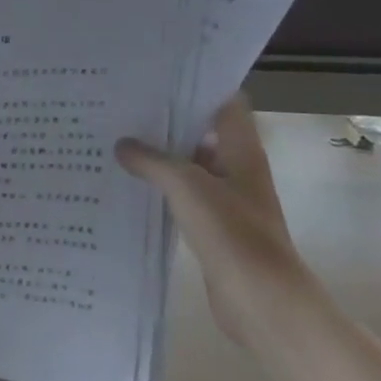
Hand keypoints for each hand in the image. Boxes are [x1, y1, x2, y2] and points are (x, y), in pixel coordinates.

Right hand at [116, 93, 307, 341]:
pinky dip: (162, 189)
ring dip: (162, 157)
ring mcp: (228, 199)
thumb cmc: (231, 232)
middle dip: (168, 121)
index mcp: (241, 149)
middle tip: (125, 108)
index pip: (224, 102)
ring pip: (191, 166)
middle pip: (202, 132)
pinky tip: (131, 186)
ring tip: (118, 142)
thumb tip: (122, 144)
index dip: (195, 87)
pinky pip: (185, 197)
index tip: (156, 79)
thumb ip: (152, 160)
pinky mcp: (215, 228)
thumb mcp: (186, 185)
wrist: (261, 300)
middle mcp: (238, 168)